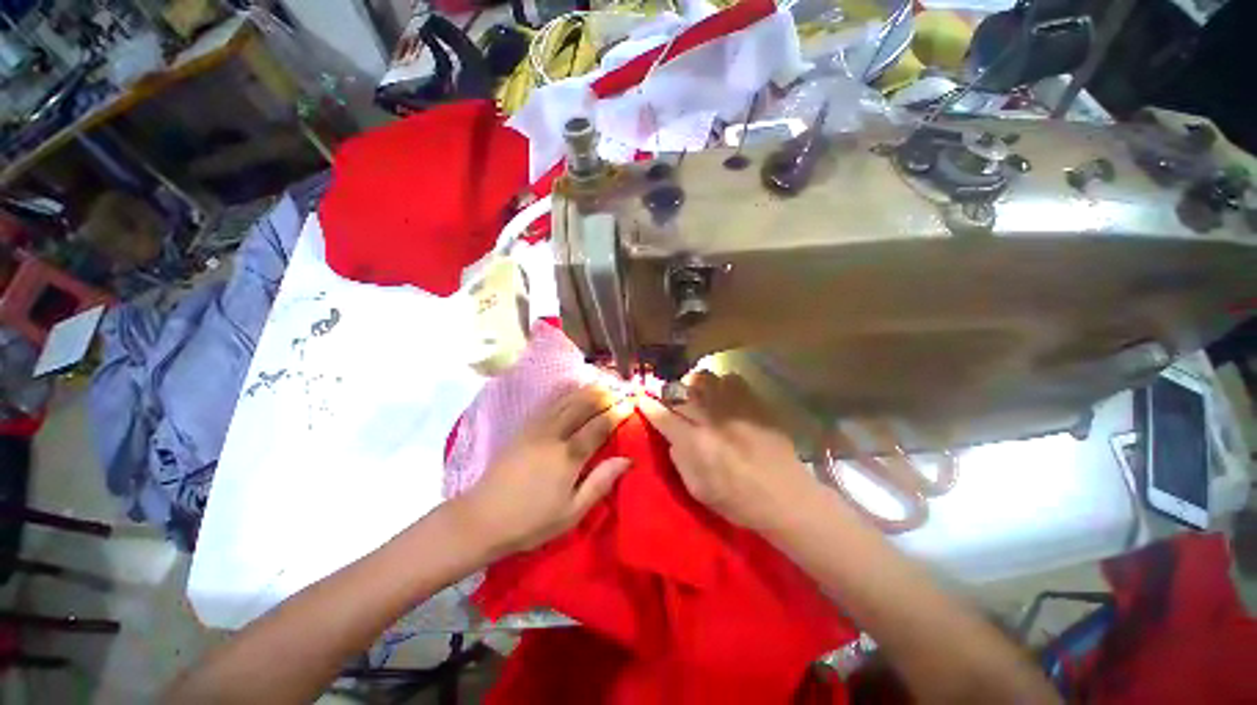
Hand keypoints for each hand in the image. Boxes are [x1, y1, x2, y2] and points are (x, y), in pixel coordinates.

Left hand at [454, 384, 633, 557]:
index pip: (599, 426)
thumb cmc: (531, 521)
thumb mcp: (572, 512)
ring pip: (565, 401)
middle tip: (617, 389)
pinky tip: (570, 391)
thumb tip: (627, 460)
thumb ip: (600, 482)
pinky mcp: (523, 428)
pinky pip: (548, 404)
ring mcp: (536, 429)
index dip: (616, 413)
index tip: (630, 404)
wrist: (481, 518)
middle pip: (582, 406)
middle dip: (602, 395)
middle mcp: (554, 435)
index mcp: (569, 456)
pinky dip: (563, 394)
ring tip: (600, 384)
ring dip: (584, 391)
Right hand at [638, 371, 817, 533]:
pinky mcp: (754, 403)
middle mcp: (711, 419)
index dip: (648, 405)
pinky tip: (724, 395)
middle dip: (668, 390)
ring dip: (694, 384)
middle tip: (669, 397)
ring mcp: (734, 407)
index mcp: (695, 442)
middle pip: (680, 391)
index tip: (641, 397)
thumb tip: (672, 437)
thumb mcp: (698, 490)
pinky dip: (722, 383)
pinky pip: (732, 379)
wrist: (785, 497)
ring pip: (704, 378)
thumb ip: (680, 460)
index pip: (663, 416)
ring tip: (697, 393)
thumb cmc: (738, 501)